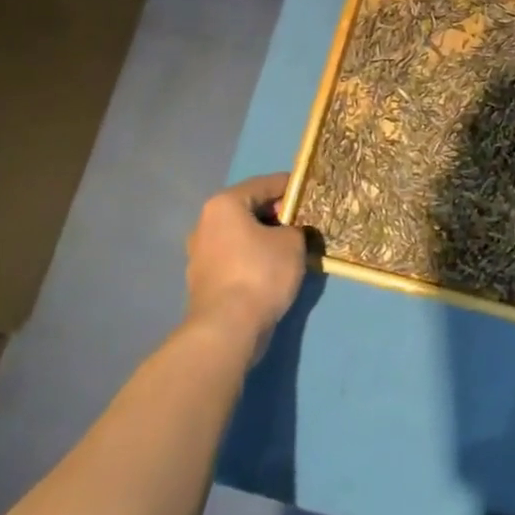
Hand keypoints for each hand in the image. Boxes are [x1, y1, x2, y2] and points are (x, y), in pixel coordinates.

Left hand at [185, 173, 306, 361]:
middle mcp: (206, 224)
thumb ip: (296, 227)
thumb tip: (292, 231)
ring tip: (294, 247)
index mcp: (224, 204)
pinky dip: (255, 259)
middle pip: (250, 209)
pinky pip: (236, 258)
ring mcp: (201, 254)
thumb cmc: (260, 273)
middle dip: (279, 214)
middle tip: (305, 221)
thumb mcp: (293, 242)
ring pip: (242, 236)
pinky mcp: (204, 281)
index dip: (292, 186)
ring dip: (266, 238)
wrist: (227, 330)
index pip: (265, 183)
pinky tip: (275, 270)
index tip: (313, 192)